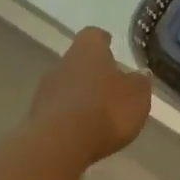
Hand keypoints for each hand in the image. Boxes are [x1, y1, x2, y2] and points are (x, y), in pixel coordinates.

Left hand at [29, 28, 152, 165]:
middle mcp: (63, 63)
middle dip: (92, 72)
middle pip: (78, 62)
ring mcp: (46, 90)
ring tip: (97, 113)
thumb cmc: (106, 110)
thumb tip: (141, 73)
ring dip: (80, 96)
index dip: (103, 41)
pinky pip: (59, 110)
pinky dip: (70, 116)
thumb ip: (140, 83)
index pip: (94, 35)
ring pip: (67, 86)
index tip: (110, 44)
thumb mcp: (137, 97)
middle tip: (109, 85)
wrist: (61, 143)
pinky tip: (82, 130)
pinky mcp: (38, 115)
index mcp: (88, 50)